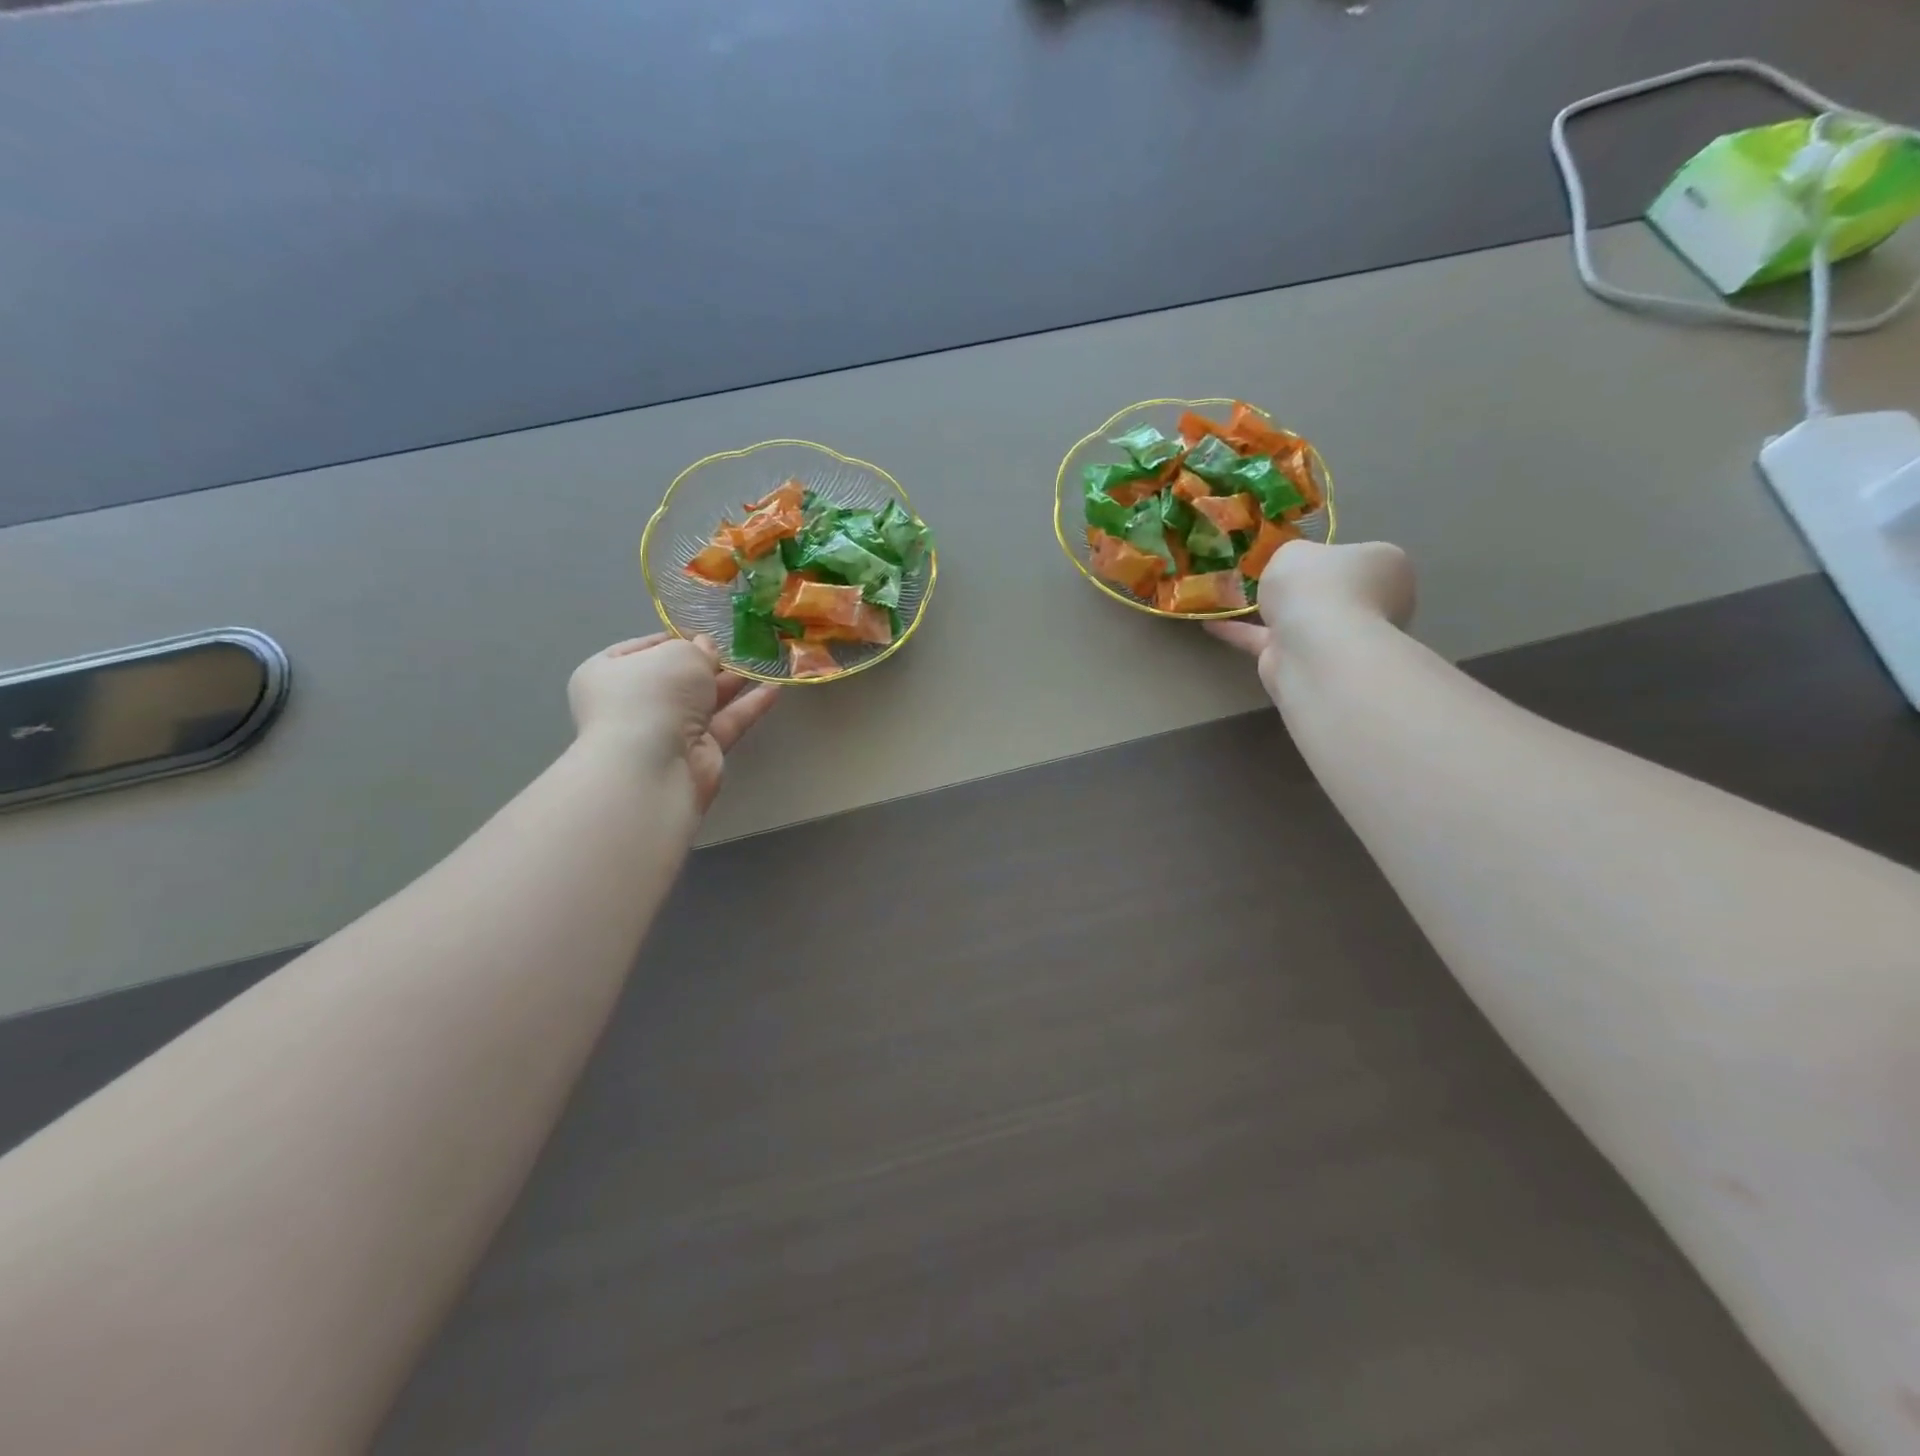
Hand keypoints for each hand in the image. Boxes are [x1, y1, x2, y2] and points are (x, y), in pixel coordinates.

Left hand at [567, 633, 778, 810]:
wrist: (655, 764)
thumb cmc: (654, 695)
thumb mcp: (679, 654)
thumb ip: (698, 648)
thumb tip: (707, 650)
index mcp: (610, 672)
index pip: (645, 648)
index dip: (678, 638)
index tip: (709, 632)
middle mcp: (635, 702)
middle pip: (677, 676)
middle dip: (709, 662)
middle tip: (741, 648)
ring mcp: (666, 730)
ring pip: (704, 700)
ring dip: (733, 682)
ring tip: (764, 663)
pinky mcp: (697, 752)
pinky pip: (725, 722)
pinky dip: (748, 706)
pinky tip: (774, 689)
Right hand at [1206, 540, 1415, 683]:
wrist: (1312, 644)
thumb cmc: (1317, 584)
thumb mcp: (1296, 549)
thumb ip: (1292, 555)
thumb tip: (1294, 568)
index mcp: (1385, 567)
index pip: (1360, 558)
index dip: (1330, 555)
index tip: (1301, 556)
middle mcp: (1372, 604)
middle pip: (1331, 591)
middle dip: (1301, 589)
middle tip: (1265, 576)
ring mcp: (1340, 637)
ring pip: (1300, 619)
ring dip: (1270, 612)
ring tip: (1231, 595)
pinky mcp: (1305, 662)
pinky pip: (1269, 641)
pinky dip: (1242, 632)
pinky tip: (1210, 623)